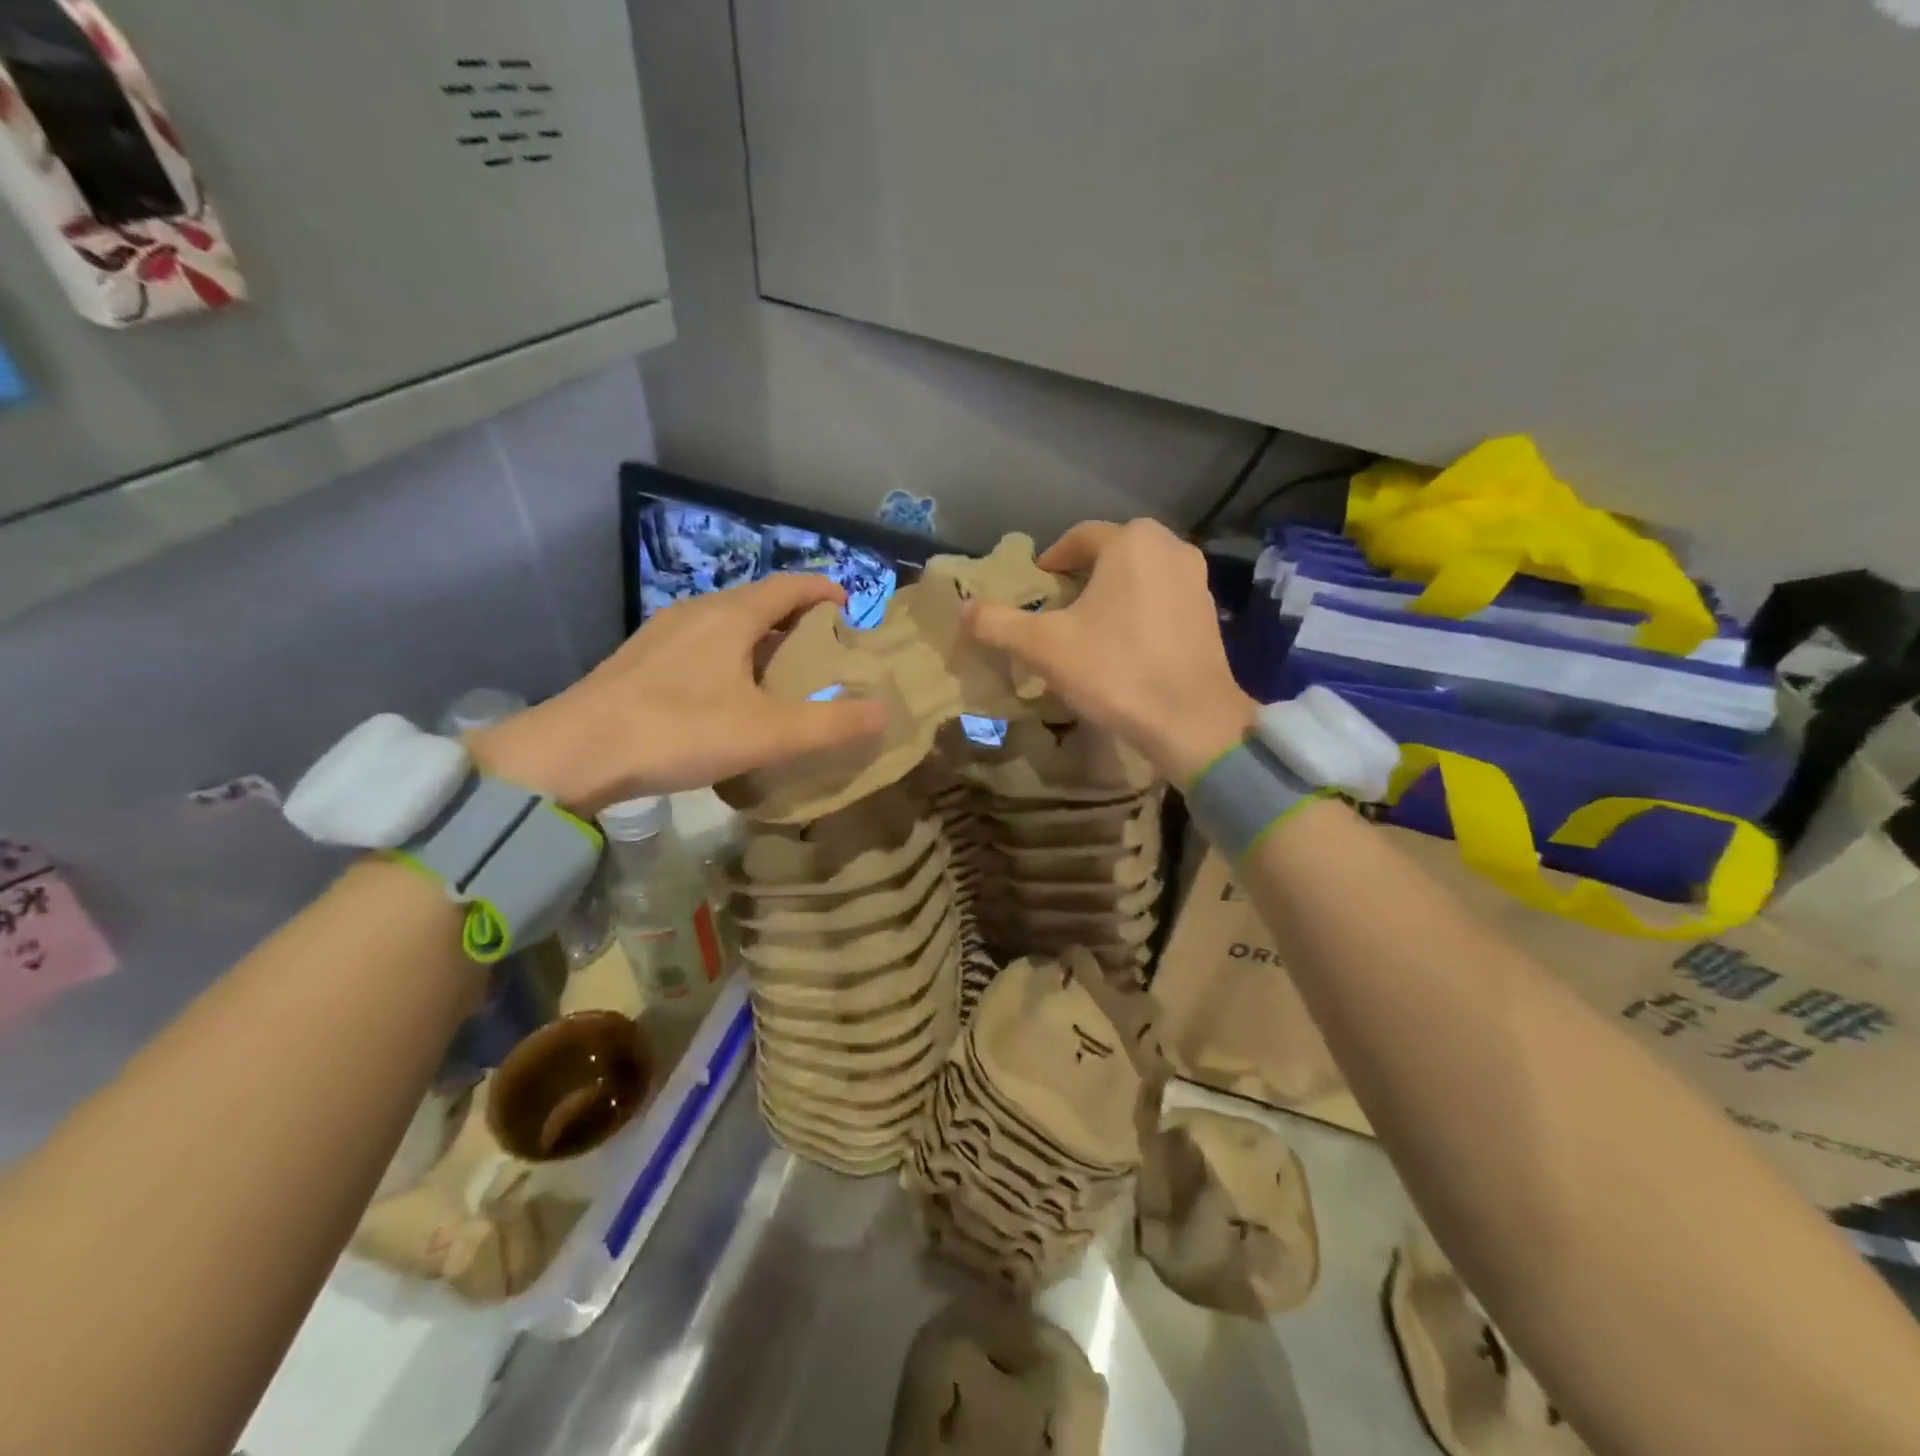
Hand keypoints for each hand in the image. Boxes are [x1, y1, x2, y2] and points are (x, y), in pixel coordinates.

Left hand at [473, 576, 885, 812]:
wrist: (573, 753)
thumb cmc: (679, 730)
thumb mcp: (769, 733)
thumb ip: (831, 724)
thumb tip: (885, 712)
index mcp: (731, 615)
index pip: (790, 585)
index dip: (825, 591)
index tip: (852, 610)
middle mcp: (697, 612)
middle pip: (758, 602)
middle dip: (797, 619)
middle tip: (826, 652)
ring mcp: (662, 635)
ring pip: (726, 624)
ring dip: (761, 640)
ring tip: (784, 676)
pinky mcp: (639, 662)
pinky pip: (700, 646)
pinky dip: (730, 658)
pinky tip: (729, 697)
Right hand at [963, 520, 1254, 782]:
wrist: (1190, 720)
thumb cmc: (1114, 670)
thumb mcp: (1043, 647)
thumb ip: (998, 623)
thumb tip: (963, 608)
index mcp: (1131, 542)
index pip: (1078, 538)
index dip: (1051, 560)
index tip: (1036, 585)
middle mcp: (1170, 548)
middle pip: (1112, 553)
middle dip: (1082, 575)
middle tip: (1058, 606)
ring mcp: (1196, 580)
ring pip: (1140, 575)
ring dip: (1112, 592)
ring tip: (1089, 626)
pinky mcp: (1209, 613)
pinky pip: (1162, 598)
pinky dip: (1139, 610)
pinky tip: (1125, 644)